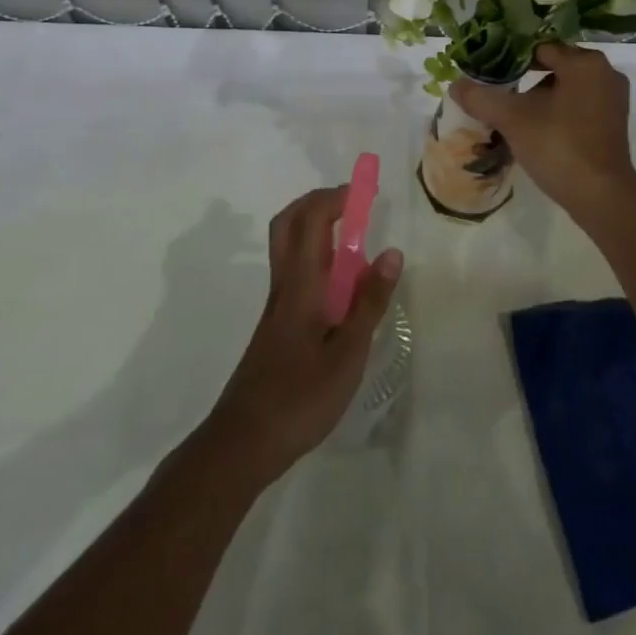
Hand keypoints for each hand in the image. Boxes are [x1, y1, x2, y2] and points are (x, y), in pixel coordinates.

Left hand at [207, 186, 402, 483]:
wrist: (243, 442)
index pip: (311, 220)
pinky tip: (341, 286)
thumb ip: (369, 302)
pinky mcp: (277, 324)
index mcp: (301, 284)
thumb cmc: (299, 398)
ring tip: (355, 241)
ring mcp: (277, 304)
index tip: (366, 192)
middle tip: (352, 205)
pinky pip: (295, 271)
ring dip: (316, 227)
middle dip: (318, 202)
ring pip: (289, 246)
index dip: (335, 197)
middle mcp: (284, 284)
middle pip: (289, 223)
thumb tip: (392, 252)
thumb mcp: (347, 354)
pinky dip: (316, 258)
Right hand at [449, 42, 635, 217]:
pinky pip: (580, 103)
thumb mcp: (512, 119)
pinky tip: (537, 127)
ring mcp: (614, 98)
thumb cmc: (558, 145)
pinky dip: (559, 109)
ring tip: (514, 111)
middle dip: (525, 77)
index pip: (539, 47)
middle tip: (498, 89)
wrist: (600, 195)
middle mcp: (605, 72)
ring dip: (541, 95)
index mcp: (584, 62)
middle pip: (555, 65)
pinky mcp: (615, 122)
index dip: (511, 58)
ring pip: (567, 86)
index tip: (490, 71)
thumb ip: (481, 98)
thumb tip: (455, 85)